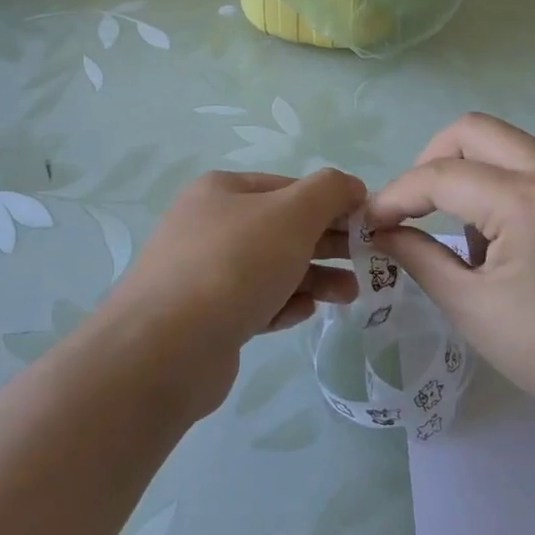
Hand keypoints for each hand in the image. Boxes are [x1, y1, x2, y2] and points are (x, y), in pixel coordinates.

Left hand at [93, 169, 363, 414]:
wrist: (167, 348)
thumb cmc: (235, 264)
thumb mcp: (292, 213)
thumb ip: (329, 191)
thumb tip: (351, 186)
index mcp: (223, 190)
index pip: (290, 187)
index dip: (332, 203)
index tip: (367, 226)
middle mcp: (208, 225)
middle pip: (282, 229)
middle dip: (327, 244)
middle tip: (366, 263)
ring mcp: (202, 273)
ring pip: (271, 268)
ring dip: (313, 278)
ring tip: (348, 296)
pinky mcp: (205, 318)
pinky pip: (254, 303)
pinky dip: (283, 304)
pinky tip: (304, 313)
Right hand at [365, 114, 534, 437]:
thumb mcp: (474, 310)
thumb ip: (418, 257)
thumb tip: (380, 230)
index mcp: (531, 204)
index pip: (442, 176)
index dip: (397, 195)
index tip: (373, 221)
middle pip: (474, 130)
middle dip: (432, 163)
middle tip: (418, 208)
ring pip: (512, 146)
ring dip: (476, 177)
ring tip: (479, 240)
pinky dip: (515, 189)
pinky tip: (522, 240)